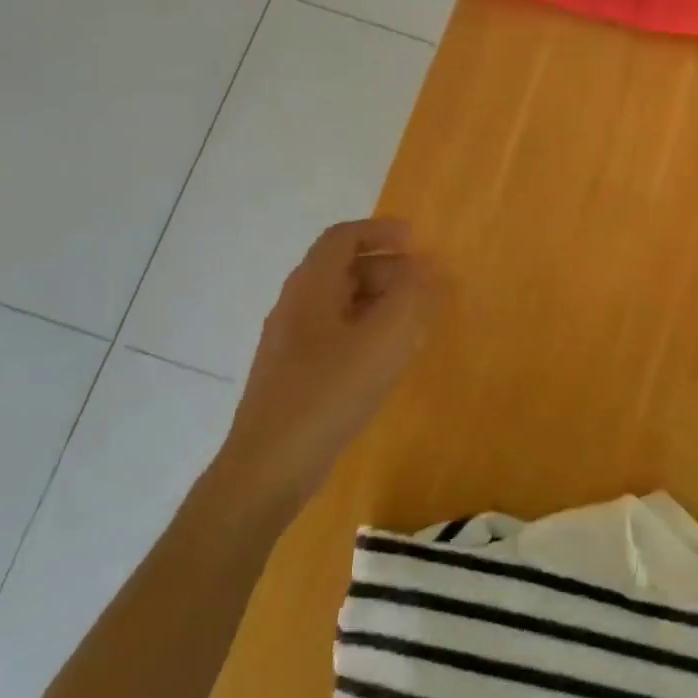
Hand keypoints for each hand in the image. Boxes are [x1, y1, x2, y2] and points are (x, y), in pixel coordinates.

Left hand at [225, 219, 442, 508]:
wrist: (269, 466)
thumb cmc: (328, 393)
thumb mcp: (382, 341)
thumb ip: (411, 298)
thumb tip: (428, 268)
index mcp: (310, 288)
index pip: (343, 238)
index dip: (380, 231)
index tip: (416, 238)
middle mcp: (296, 306)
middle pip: (342, 268)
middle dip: (388, 267)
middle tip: (425, 282)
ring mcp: (292, 342)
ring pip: (341, 303)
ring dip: (380, 299)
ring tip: (415, 317)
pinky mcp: (296, 374)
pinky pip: (338, 333)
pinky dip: (368, 329)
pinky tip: (389, 355)